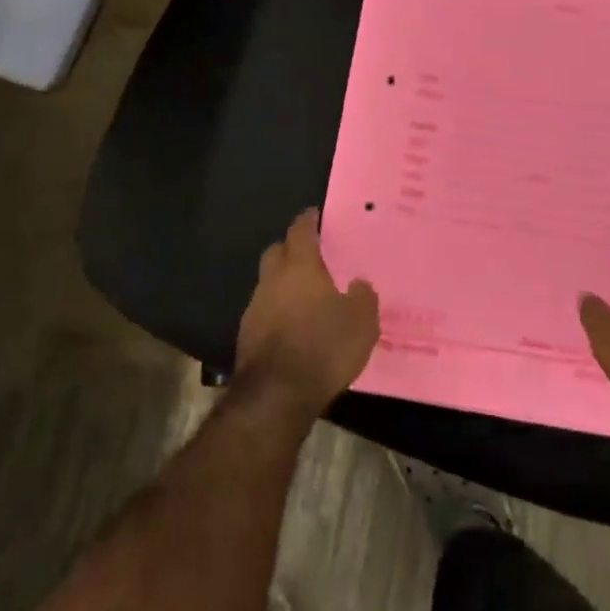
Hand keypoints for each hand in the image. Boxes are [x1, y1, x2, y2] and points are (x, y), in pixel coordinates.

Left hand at [235, 209, 380, 419]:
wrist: (277, 395)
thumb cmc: (324, 347)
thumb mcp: (362, 322)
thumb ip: (363, 297)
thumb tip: (358, 284)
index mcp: (300, 267)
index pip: (300, 231)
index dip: (307, 220)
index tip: (314, 214)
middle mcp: (273, 280)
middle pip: (276, 252)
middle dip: (290, 248)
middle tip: (310, 254)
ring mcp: (255, 308)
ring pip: (268, 283)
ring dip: (283, 284)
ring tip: (305, 296)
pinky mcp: (246, 336)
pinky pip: (264, 312)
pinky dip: (277, 312)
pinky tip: (293, 327)